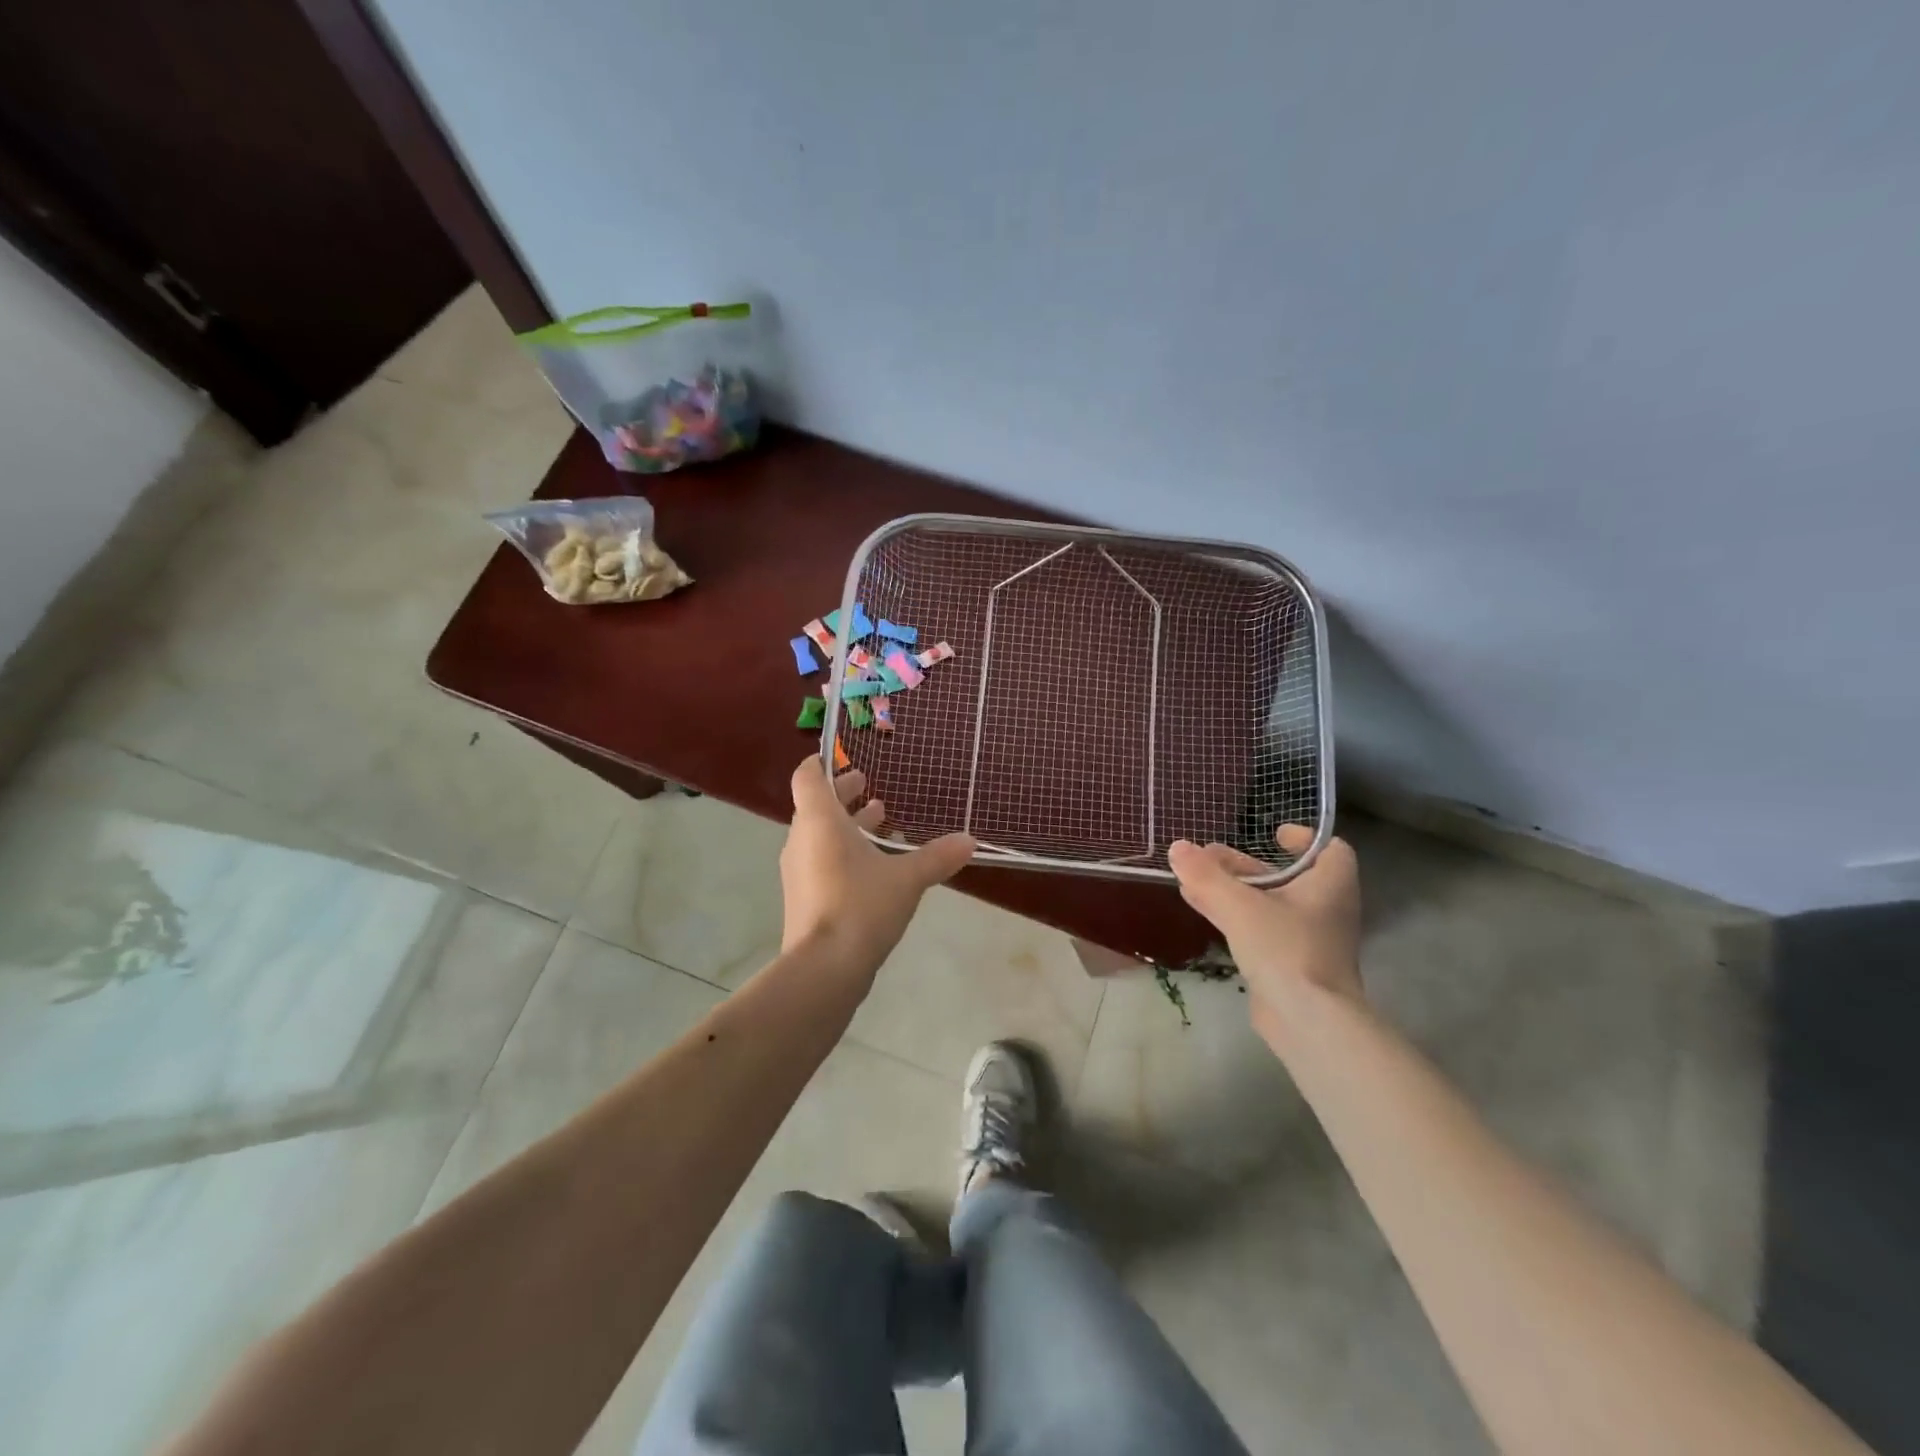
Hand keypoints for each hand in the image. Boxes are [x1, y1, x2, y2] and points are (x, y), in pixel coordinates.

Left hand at [780, 758, 975, 980]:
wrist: (823, 969)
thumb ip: (937, 857)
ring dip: (846, 825)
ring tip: (880, 822)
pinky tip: (873, 867)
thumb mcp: (907, 879)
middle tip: (870, 786)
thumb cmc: (861, 907)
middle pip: (816, 805)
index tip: (842, 758)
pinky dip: (842, 852)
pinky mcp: (803, 898)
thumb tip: (970, 840)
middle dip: (844, 794)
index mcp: (820, 822)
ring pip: (819, 835)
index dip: (822, 763)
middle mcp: (801, 840)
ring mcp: (798, 871)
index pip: (808, 777)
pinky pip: (820, 861)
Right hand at [1168, 825, 1363, 1052]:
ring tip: (1192, 877)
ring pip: (1268, 903)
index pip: (1329, 850)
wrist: (1308, 1021)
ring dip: (1232, 889)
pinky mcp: (1290, 963)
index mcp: (1330, 885)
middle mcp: (1324, 908)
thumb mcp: (1239, 905)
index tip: (1272, 834)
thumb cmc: (1285, 948)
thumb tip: (1177, 847)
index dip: (1303, 839)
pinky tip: (1197, 906)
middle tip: (1208, 855)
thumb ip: (1206, 875)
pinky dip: (1232, 915)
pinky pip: (1260, 928)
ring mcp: (1308, 939)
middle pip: (1286, 876)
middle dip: (1245, 864)